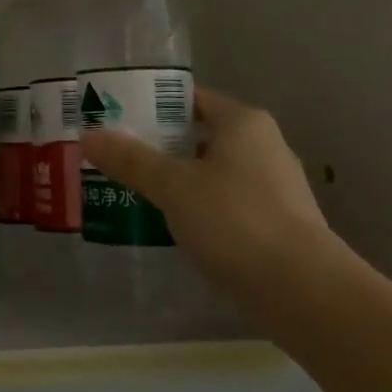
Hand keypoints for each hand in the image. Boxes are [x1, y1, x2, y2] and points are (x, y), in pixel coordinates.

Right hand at [79, 87, 351, 317]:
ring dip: (178, 182)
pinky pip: (227, 205)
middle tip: (117, 158)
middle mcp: (264, 146)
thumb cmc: (236, 221)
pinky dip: (200, 210)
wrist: (303, 292)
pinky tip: (172, 228)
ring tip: (135, 193)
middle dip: (160, 147)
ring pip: (213, 173)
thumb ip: (131, 160)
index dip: (153, 106)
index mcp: (244, 123)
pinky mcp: (276, 225)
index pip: (192, 99)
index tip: (117, 120)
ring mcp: (274, 188)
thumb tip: (88, 136)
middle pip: (201, 135)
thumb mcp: (174, 187)